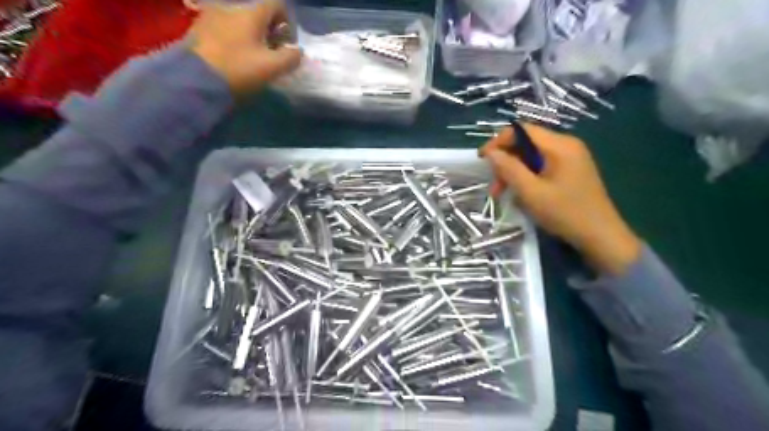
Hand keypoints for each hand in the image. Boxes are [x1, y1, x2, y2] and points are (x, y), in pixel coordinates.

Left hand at [187, 0, 301, 94]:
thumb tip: (297, 51)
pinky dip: (236, 40)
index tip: (287, 43)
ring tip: (253, 59)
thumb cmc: (239, 69)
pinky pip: (226, 29)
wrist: (195, 79)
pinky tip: (235, 59)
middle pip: (259, 14)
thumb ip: (290, 57)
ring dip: (252, 37)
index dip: (288, 22)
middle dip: (270, 32)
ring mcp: (213, 16)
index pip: (277, 4)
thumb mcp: (272, 67)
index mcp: (251, 13)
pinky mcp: (199, 29)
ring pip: (242, 22)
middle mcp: (232, 8)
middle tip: (272, 55)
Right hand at [480, 122, 644, 275]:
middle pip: (526, 143)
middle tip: (494, 187)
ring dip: (514, 173)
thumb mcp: (531, 192)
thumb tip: (490, 153)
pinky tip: (521, 195)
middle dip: (505, 162)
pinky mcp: (571, 171)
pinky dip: (527, 178)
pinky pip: (542, 166)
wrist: (601, 236)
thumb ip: (509, 169)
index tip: (482, 159)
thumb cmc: (565, 213)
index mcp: (560, 145)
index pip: (522, 130)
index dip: (498, 141)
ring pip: (532, 157)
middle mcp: (566, 145)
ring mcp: (571, 158)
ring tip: (503, 195)